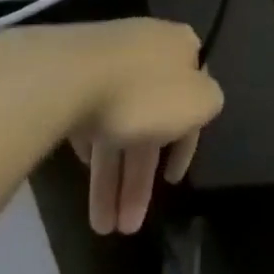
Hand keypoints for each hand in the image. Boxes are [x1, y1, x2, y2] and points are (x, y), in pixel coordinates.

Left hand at [58, 19, 221, 235]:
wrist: (66, 77)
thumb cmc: (144, 92)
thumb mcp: (199, 102)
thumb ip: (208, 105)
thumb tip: (196, 106)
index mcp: (180, 48)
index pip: (193, 100)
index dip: (185, 146)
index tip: (171, 182)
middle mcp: (146, 49)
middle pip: (150, 120)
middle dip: (139, 179)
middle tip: (128, 225)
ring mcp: (106, 61)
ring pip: (117, 123)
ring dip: (111, 179)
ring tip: (102, 225)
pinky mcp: (71, 75)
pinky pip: (88, 115)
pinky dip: (91, 147)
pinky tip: (83, 173)